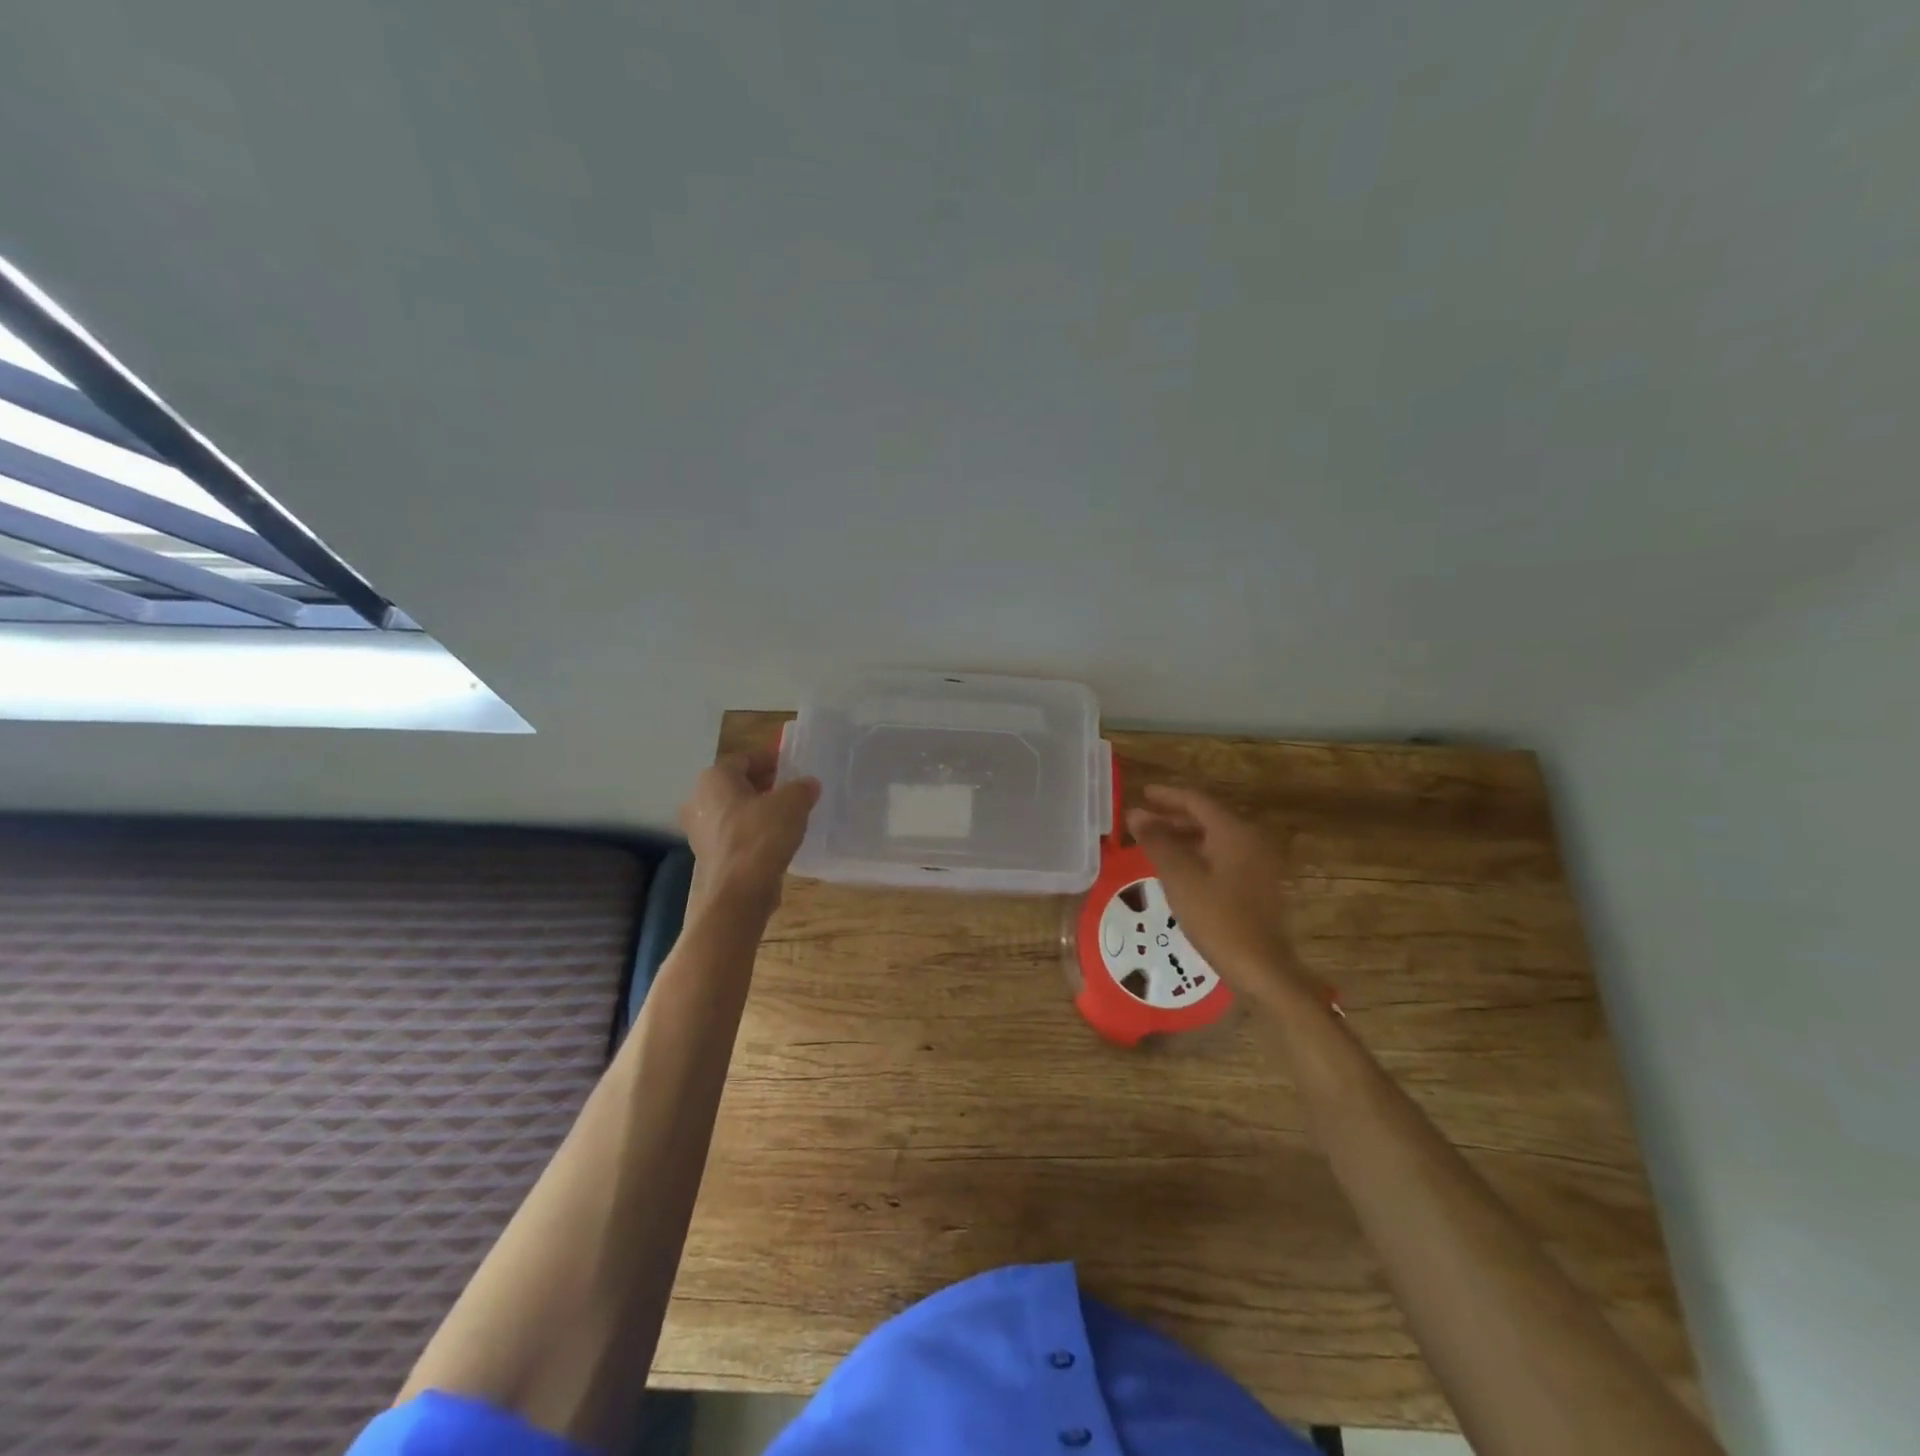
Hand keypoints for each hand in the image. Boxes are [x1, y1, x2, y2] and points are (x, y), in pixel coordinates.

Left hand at [679, 750, 819, 911]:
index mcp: (714, 779)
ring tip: (785, 813)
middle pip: (735, 784)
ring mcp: (698, 830)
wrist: (738, 893)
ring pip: (732, 810)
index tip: (790, 764)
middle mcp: (699, 800)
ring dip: (756, 808)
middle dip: (762, 783)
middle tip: (789, 787)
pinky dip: (750, 830)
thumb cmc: (761, 836)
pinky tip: (773, 839)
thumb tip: (808, 784)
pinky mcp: (707, 855)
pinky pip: (732, 833)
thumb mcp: (792, 804)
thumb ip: (802, 788)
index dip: (769, 759)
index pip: (743, 758)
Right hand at [1126, 785, 1307, 1008]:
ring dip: (1184, 837)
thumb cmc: (1217, 918)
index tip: (1142, 794)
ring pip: (1215, 838)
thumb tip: (1136, 814)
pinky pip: (1224, 856)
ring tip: (1154, 844)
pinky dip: (1199, 854)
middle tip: (1142, 822)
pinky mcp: (1258, 885)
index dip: (1167, 796)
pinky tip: (1180, 869)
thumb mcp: (1180, 877)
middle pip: (1208, 818)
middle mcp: (1251, 840)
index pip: (1197, 801)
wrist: (1261, 968)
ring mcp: (1258, 863)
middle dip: (1173, 817)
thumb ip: (1157, 841)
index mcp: (1234, 832)